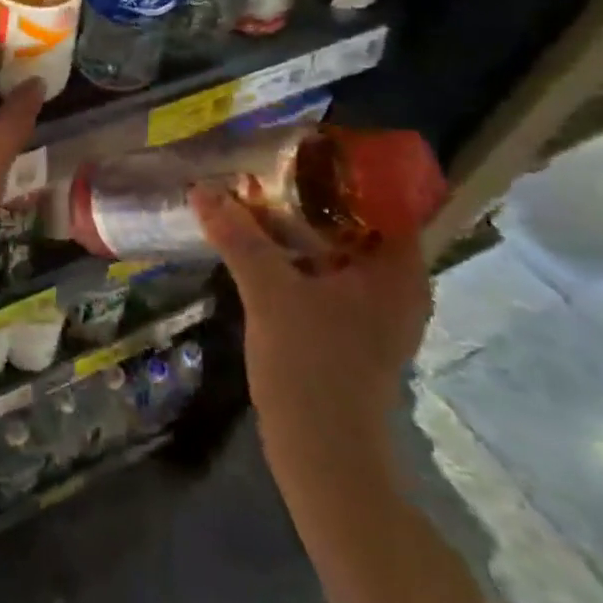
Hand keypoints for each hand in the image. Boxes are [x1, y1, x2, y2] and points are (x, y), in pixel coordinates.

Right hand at [188, 185, 431, 447]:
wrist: (322, 454)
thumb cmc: (311, 366)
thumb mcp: (270, 292)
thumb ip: (239, 237)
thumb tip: (203, 188)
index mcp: (399, 271)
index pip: (385, 199)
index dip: (346, 169)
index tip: (301, 149)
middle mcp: (397, 286)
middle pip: (358, 222)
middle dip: (313, 195)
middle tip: (268, 169)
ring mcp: (374, 311)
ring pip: (339, 250)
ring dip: (301, 226)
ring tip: (258, 199)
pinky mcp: (350, 330)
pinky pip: (327, 274)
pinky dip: (299, 256)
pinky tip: (261, 246)